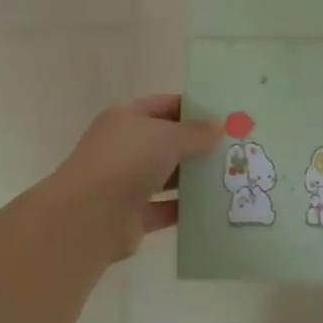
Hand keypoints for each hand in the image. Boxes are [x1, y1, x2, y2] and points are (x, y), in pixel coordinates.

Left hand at [46, 95, 221, 260]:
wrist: (89, 216)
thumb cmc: (127, 161)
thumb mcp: (166, 137)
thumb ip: (195, 132)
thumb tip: (218, 127)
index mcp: (125, 119)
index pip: (162, 106)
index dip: (191, 108)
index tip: (223, 115)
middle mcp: (124, 148)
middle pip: (165, 142)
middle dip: (197, 145)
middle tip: (234, 148)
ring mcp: (126, 183)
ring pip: (166, 177)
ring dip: (192, 178)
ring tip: (230, 177)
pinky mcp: (132, 216)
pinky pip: (165, 209)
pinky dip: (185, 209)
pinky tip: (213, 208)